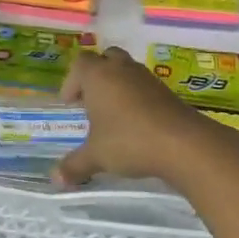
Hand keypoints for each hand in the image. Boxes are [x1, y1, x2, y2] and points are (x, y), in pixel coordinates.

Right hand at [54, 47, 222, 187]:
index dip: (72, 82)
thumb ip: (74, 165)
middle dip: (96, 76)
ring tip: (113, 114)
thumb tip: (56, 179)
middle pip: (105, 58)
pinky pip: (144, 85)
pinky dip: (136, 96)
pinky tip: (135, 122)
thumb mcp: (96, 156)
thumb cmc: (129, 141)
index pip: (80, 64)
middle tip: (91, 101)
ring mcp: (147, 77)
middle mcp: (121, 69)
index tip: (70, 104)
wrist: (182, 143)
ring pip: (127, 70)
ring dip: (117, 85)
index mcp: (98, 75)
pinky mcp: (166, 90)